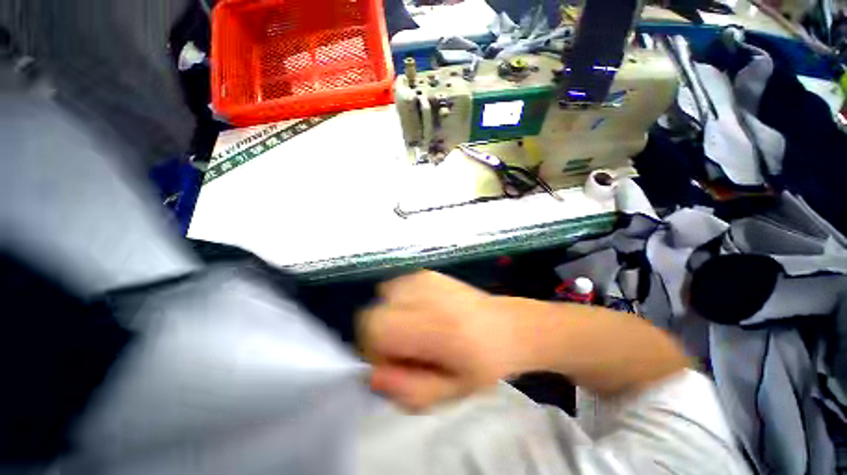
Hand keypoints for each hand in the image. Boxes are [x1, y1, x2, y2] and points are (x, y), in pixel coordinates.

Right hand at [358, 271, 534, 410]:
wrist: (506, 326)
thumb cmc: (481, 365)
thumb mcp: (447, 393)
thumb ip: (406, 390)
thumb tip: (372, 374)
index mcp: (433, 326)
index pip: (374, 327)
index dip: (374, 350)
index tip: (394, 362)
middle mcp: (425, 294)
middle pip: (373, 312)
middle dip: (380, 335)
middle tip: (406, 348)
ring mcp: (425, 278)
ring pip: (382, 297)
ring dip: (390, 316)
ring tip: (415, 329)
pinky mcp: (427, 272)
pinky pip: (396, 286)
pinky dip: (399, 302)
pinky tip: (421, 312)